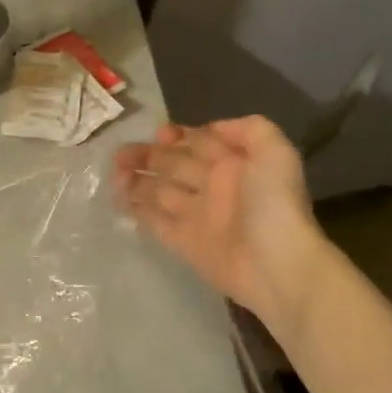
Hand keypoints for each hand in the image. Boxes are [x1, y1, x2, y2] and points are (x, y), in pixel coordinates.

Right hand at [113, 116, 326, 335]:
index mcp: (232, 164)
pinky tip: (119, 199)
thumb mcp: (275, 153)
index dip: (176, 136)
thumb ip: (250, 129)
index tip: (158, 135)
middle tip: (120, 155)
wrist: (276, 265)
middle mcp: (212, 187)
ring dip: (136, 181)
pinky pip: (156, 222)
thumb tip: (211, 128)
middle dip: (146, 156)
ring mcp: (197, 216)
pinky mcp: (184, 243)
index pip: (197, 142)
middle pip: (172, 165)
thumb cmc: (274, 205)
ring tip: (115, 176)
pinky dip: (138, 211)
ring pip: (159, 192)